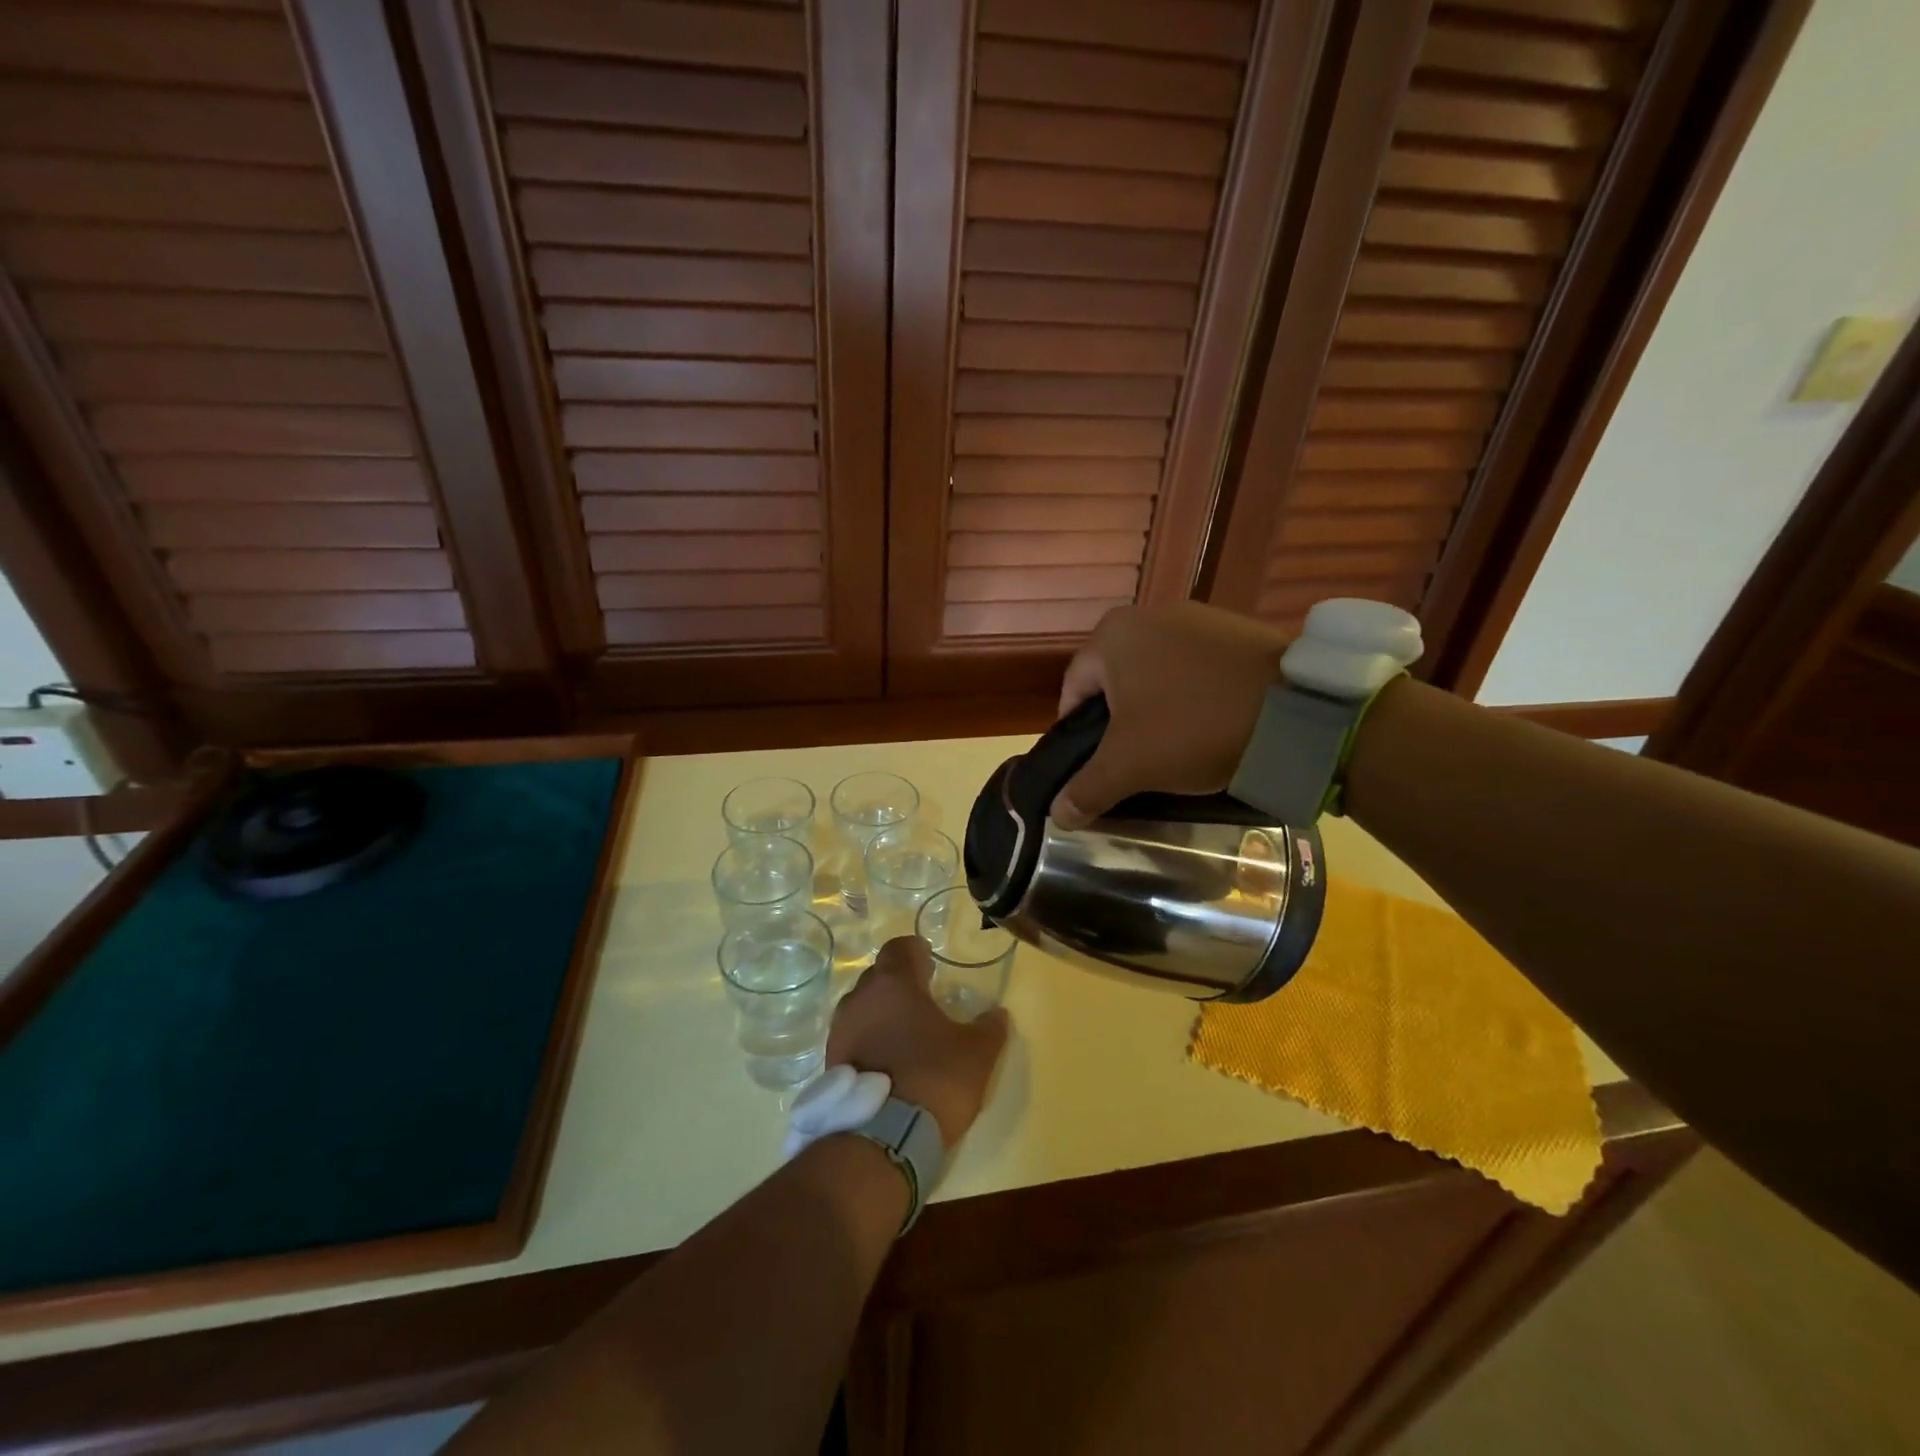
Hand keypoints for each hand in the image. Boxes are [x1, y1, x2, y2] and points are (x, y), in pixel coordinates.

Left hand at [826, 937, 1008, 1144]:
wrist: (884, 1139)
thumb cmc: (934, 1078)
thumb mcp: (977, 1053)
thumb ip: (989, 1027)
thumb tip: (998, 1013)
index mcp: (894, 983)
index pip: (899, 948)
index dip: (915, 951)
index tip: (929, 963)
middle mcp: (860, 998)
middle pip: (878, 976)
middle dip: (898, 983)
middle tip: (921, 999)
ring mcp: (840, 1031)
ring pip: (861, 1008)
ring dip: (880, 1014)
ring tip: (904, 1034)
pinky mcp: (831, 1063)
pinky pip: (852, 1038)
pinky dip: (868, 1041)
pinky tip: (887, 1061)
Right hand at [1052, 602, 1287, 828]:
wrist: (1296, 711)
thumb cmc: (1193, 729)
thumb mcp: (1130, 766)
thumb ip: (1087, 789)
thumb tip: (1057, 815)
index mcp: (1112, 636)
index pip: (1073, 690)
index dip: (1076, 733)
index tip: (1093, 764)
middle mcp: (1148, 614)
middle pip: (1115, 680)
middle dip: (1119, 720)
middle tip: (1134, 758)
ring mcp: (1196, 617)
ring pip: (1156, 672)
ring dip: (1157, 706)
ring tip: (1175, 744)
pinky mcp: (1236, 629)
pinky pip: (1196, 666)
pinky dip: (1193, 694)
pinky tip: (1210, 722)